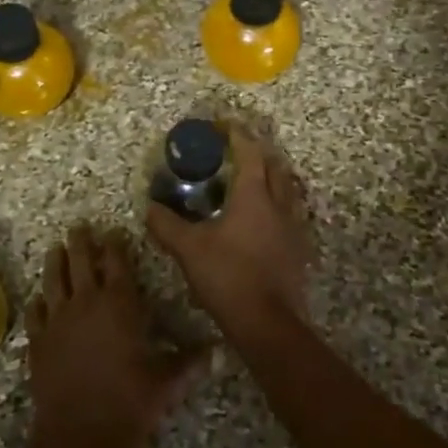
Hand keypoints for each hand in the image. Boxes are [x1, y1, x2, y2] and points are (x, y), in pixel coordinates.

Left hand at [26, 226, 208, 447]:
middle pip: (80, 261)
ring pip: (53, 280)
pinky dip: (38, 303)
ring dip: (55, 262)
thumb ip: (190, 362)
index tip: (114, 232)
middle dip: (81, 242)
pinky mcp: (38, 342)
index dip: (115, 244)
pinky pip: (36, 313)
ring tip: (55, 249)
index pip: (116, 262)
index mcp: (119, 304)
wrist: (79, 435)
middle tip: (79, 227)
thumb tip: (218, 352)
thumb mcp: (167, 382)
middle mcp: (86, 303)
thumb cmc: (129, 402)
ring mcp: (57, 321)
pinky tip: (39, 300)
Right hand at [145, 131, 312, 336]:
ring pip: (287, 190)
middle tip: (239, 151)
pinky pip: (291, 214)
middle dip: (259, 153)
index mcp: (254, 196)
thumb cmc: (228, 276)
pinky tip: (265, 219)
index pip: (249, 153)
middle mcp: (279, 204)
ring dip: (272, 178)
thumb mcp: (189, 249)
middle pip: (275, 167)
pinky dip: (279, 205)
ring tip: (253, 181)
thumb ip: (167, 225)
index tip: (225, 124)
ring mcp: (294, 227)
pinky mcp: (299, 249)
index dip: (237, 135)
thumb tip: (149, 207)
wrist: (268, 322)